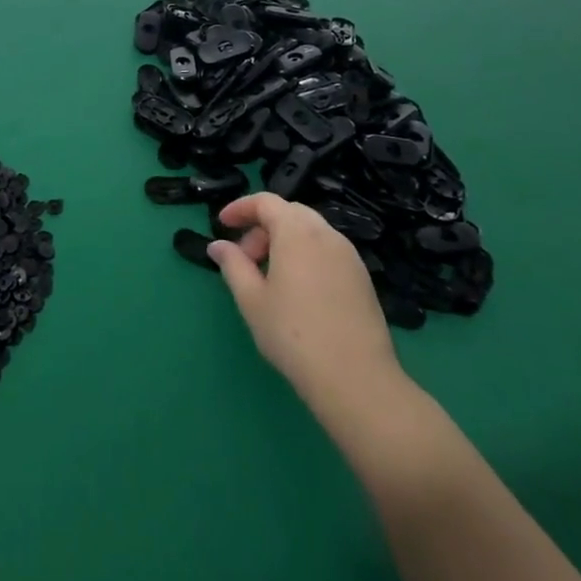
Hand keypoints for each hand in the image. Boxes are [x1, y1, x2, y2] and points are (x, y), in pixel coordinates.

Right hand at [208, 193, 407, 427]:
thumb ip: (232, 265)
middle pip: (290, 213)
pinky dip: (305, 255)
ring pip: (311, 232)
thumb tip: (218, 245)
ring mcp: (350, 256)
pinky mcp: (362, 278)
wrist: (356, 378)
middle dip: (262, 227)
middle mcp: (326, 235)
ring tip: (268, 276)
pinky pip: (327, 251)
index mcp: (297, 232)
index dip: (240, 208)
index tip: (222, 225)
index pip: (266, 202)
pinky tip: (297, 290)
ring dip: (284, 241)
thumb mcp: (251, 299)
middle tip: (245, 257)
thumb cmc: (293, 334)